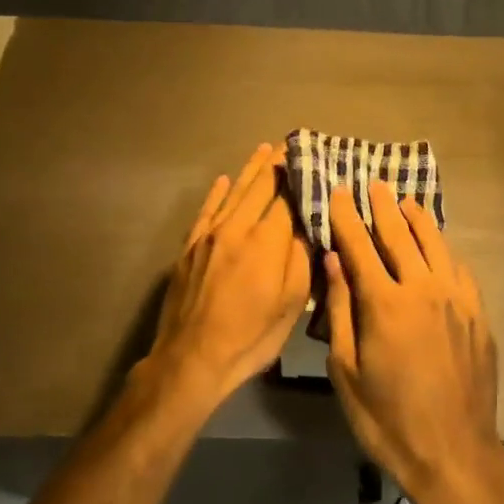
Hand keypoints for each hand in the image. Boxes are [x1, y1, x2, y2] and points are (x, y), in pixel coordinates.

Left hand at [140, 143, 309, 414]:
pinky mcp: (190, 247)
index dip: (301, 176)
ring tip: (263, 149)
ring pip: (233, 192)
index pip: (288, 197)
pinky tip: (224, 180)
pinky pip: (206, 211)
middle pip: (260, 187)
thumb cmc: (251, 337)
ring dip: (250, 170)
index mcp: (267, 241)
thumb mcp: (291, 304)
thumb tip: (310, 223)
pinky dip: (217, 193)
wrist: (191, 360)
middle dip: (277, 164)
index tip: (313, 157)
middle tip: (290, 144)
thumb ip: (302, 258)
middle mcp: (237, 227)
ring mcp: (209, 235)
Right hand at [322, 182, 503, 503]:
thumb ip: (340, 310)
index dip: (347, 217)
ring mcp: (457, 300)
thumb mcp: (346, 370)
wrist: (454, 452)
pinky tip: (439, 247)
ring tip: (406, 201)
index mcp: (385, 303)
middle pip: (401, 236)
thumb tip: (334, 261)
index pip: (360, 246)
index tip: (340, 191)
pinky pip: (459, 269)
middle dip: (383, 207)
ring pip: (436, 245)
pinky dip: (444, 251)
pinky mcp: (478, 314)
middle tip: (373, 183)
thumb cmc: (387, 418)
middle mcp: (424, 289)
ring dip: (418, 220)